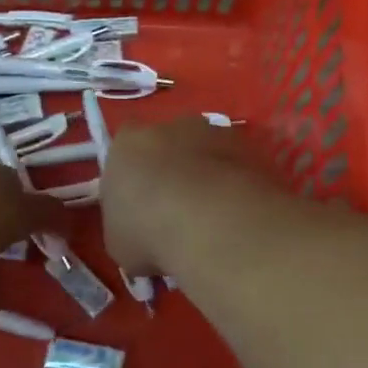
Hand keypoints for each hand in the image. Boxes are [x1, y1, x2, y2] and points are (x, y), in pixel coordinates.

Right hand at [101, 117, 273, 275]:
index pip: (126, 147)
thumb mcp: (118, 241)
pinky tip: (237, 212)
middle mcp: (171, 126)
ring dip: (208, 173)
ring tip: (213, 214)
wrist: (212, 223)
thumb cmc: (149, 231)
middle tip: (178, 207)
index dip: (134, 172)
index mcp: (128, 143)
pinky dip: (236, 182)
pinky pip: (237, 164)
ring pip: (207, 150)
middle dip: (174, 167)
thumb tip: (139, 229)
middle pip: (170, 142)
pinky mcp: (249, 147)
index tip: (141, 200)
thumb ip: (126, 222)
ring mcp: (214, 132)